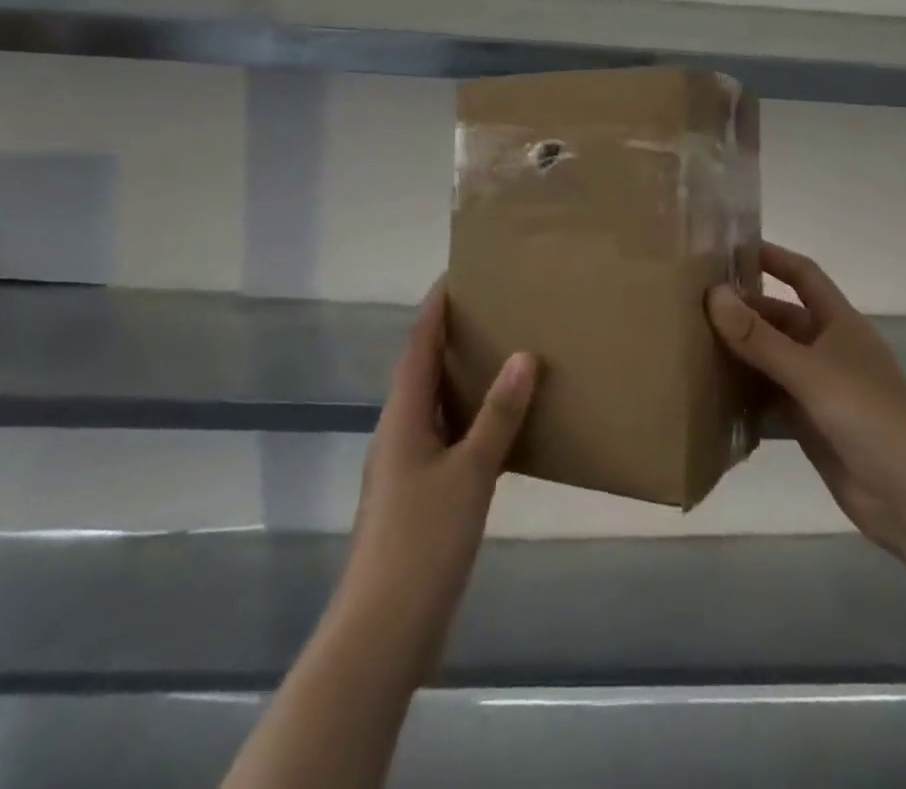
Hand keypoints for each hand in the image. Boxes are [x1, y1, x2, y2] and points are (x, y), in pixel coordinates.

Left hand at [341, 279, 535, 676]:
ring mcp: (406, 466)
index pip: (417, 345)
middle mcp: (399, 432)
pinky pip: (447, 437)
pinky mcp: (419, 495)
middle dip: (451, 336)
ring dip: (462, 377)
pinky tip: (501, 426)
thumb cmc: (422, 541)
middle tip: (491, 308)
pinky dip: (471, 419)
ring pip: (436, 405)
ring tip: (502, 354)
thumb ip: (497, 415)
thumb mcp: (469, 473)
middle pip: (423, 370)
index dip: (435, 308)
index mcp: (402, 417)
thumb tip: (523, 355)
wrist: (382, 632)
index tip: (458, 274)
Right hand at [707, 242, 905, 561]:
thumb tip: (713, 293)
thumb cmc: (868, 415)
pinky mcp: (809, 423)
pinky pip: (769, 396)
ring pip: (771, 358)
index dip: (772, 258)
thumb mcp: (810, 371)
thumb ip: (759, 337)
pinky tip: (710, 392)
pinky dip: (745, 393)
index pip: (803, 275)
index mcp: (837, 322)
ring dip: (739, 352)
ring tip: (689, 344)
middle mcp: (826, 348)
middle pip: (779, 318)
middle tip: (691, 306)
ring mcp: (818, 387)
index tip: (728, 249)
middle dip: (742, 311)